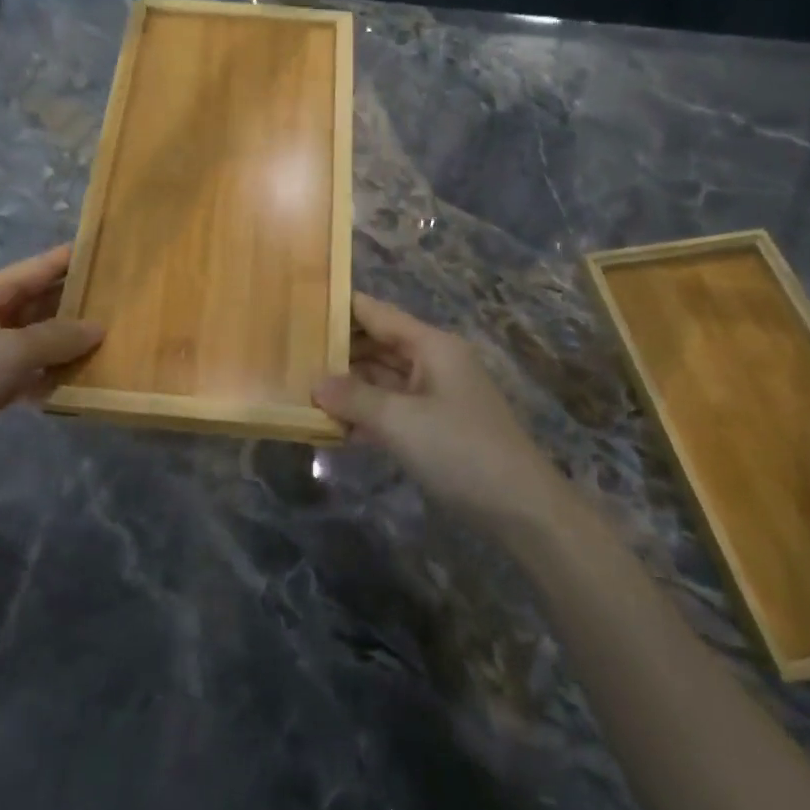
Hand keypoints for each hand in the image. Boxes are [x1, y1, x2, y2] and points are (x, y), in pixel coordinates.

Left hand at [0, 245, 102, 486]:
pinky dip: (49, 371)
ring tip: (112, 341)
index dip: (73, 259)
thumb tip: (99, 327)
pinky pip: (26, 367)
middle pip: (39, 300)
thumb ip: (58, 337)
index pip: (38, 266)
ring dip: (66, 341)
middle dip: (77, 303)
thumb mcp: (11, 352)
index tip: (112, 253)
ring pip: (35, 336)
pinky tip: (78, 380)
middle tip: (123, 305)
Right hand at [314, 294, 556, 532]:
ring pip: (381, 380)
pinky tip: (330, 427)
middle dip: (338, 350)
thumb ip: (355, 398)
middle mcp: (433, 363)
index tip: (300, 303)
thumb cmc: (460, 450)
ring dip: (347, 386)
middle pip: (377, 346)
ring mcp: (434, 397)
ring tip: (300, 387)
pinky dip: (364, 415)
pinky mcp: (433, 428)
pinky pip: (390, 411)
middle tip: (290, 353)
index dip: (342, 307)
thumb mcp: (400, 421)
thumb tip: (316, 384)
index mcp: (432, 346)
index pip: (378, 314)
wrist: (520, 507)